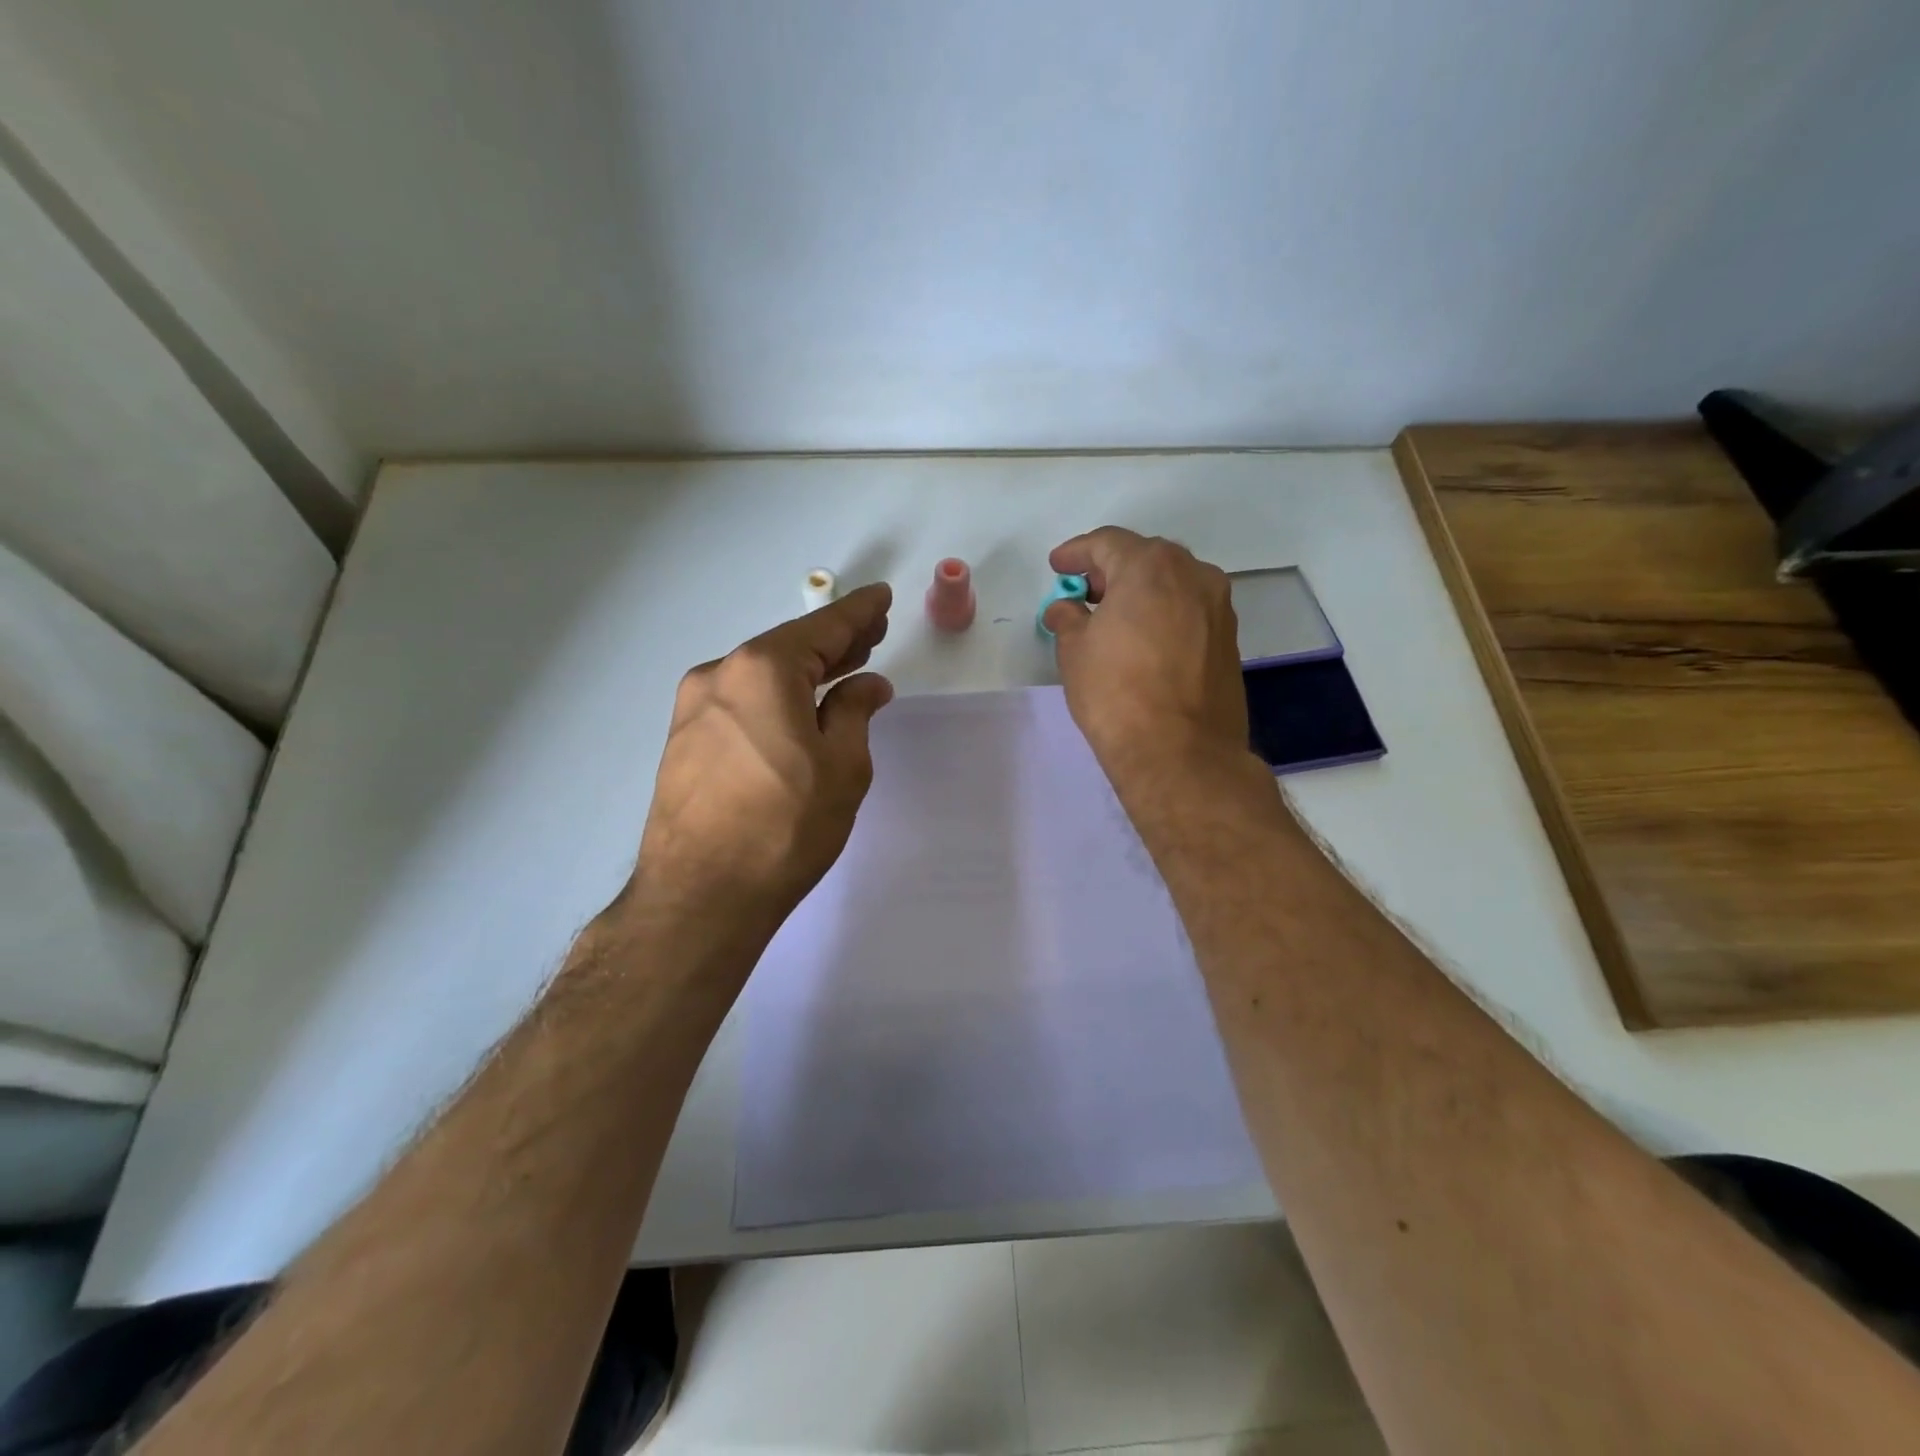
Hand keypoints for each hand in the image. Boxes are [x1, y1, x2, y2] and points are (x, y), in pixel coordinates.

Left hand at [630, 584, 894, 929]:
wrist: (701, 895)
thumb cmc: (785, 826)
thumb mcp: (843, 766)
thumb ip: (855, 712)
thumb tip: (866, 685)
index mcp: (762, 669)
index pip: (822, 628)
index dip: (858, 613)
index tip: (880, 597)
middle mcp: (720, 675)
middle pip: (788, 647)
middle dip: (833, 642)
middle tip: (871, 635)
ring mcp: (694, 710)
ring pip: (761, 677)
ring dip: (804, 673)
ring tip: (842, 671)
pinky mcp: (683, 742)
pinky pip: (740, 704)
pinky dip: (775, 698)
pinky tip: (798, 712)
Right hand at [1044, 527, 1252, 793]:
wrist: (1180, 753)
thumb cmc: (1117, 693)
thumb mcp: (1075, 651)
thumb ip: (1068, 619)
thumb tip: (1066, 610)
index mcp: (1151, 566)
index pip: (1107, 543)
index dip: (1077, 553)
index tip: (1057, 567)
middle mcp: (1194, 575)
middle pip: (1145, 558)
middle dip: (1111, 570)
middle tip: (1083, 592)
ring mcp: (1218, 607)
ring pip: (1172, 584)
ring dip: (1140, 592)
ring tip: (1112, 617)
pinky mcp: (1229, 640)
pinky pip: (1188, 611)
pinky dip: (1163, 613)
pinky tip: (1143, 639)